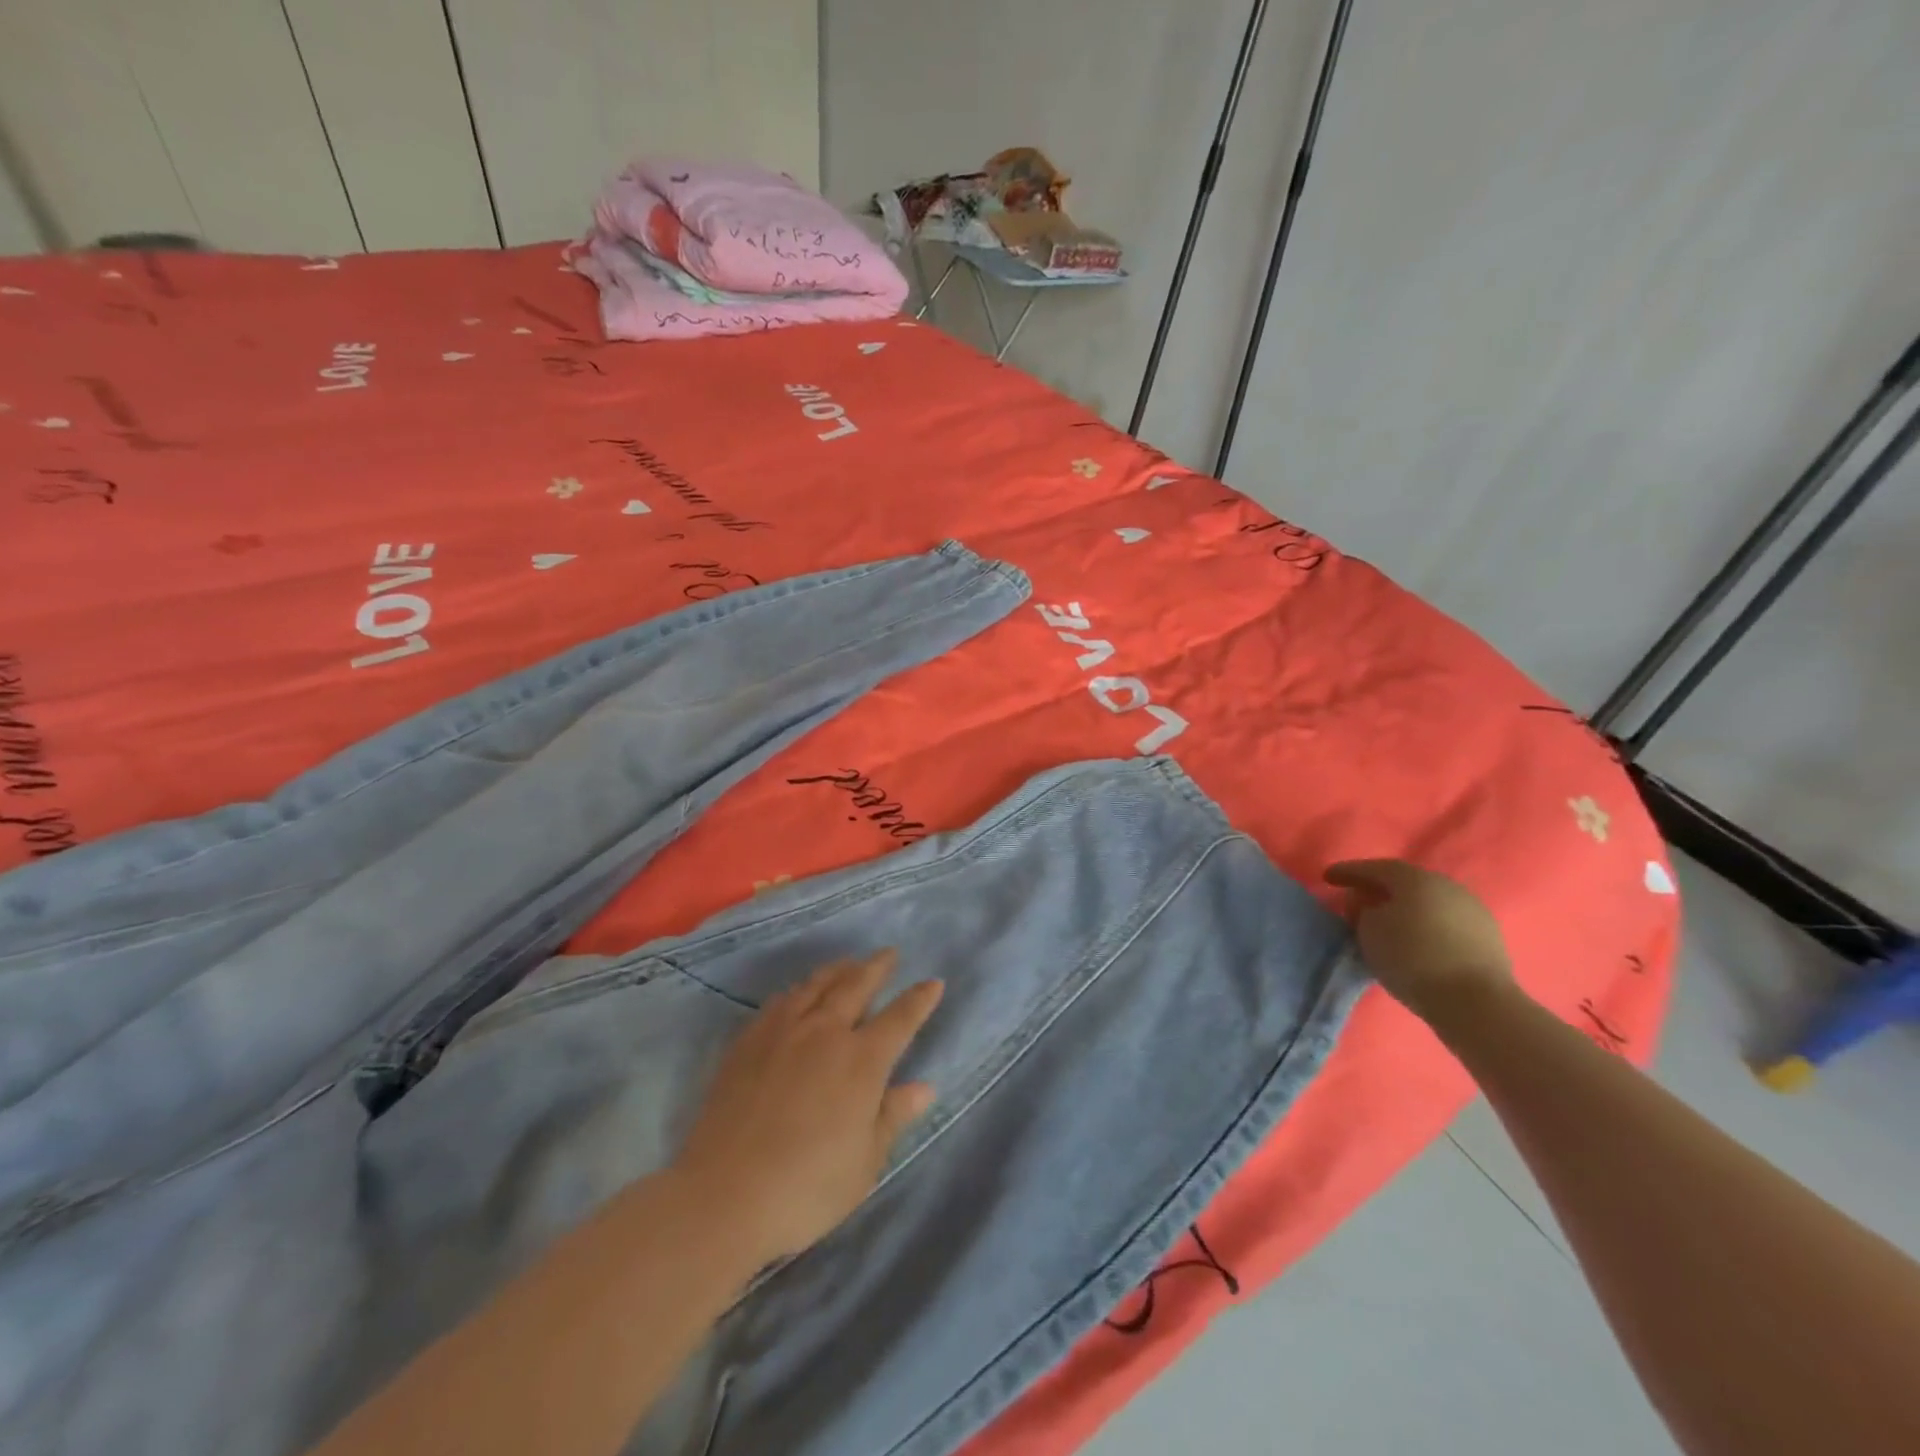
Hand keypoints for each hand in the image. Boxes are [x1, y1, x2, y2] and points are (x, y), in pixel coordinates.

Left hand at [673, 950, 942, 1263]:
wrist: (724, 1194)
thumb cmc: (807, 1186)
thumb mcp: (865, 1161)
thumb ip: (893, 1116)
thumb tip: (925, 1087)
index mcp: (862, 1060)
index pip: (900, 1018)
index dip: (919, 999)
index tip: (933, 982)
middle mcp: (825, 1032)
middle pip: (856, 985)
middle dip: (877, 967)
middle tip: (889, 954)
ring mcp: (783, 1032)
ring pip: (816, 985)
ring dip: (838, 970)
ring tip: (848, 963)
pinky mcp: (748, 1042)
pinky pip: (780, 1002)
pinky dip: (798, 990)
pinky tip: (797, 993)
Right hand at [1325, 859, 1513, 1021]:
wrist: (1475, 1003)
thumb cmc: (1411, 958)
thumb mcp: (1369, 931)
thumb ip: (1363, 911)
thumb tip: (1370, 907)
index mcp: (1416, 879)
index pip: (1375, 868)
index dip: (1348, 872)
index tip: (1327, 877)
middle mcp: (1446, 886)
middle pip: (1404, 883)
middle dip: (1378, 889)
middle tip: (1356, 899)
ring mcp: (1472, 911)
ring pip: (1427, 903)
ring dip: (1404, 909)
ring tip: (1385, 923)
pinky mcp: (1487, 938)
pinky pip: (1444, 923)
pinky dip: (1425, 927)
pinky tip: (1413, 940)